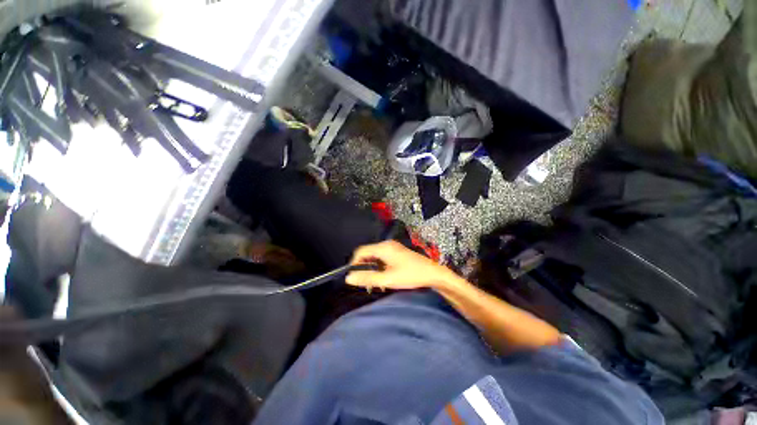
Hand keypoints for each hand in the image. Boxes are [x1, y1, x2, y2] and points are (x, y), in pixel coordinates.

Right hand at [346, 241, 457, 290]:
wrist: (433, 273)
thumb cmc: (411, 275)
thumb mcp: (388, 279)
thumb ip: (367, 278)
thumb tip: (348, 278)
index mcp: (383, 247)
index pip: (361, 251)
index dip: (354, 263)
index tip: (353, 277)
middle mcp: (387, 245)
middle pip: (367, 254)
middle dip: (364, 268)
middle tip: (365, 284)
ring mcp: (393, 248)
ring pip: (375, 257)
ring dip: (372, 270)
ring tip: (374, 285)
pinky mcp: (397, 253)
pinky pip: (382, 258)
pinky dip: (379, 268)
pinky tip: (383, 279)